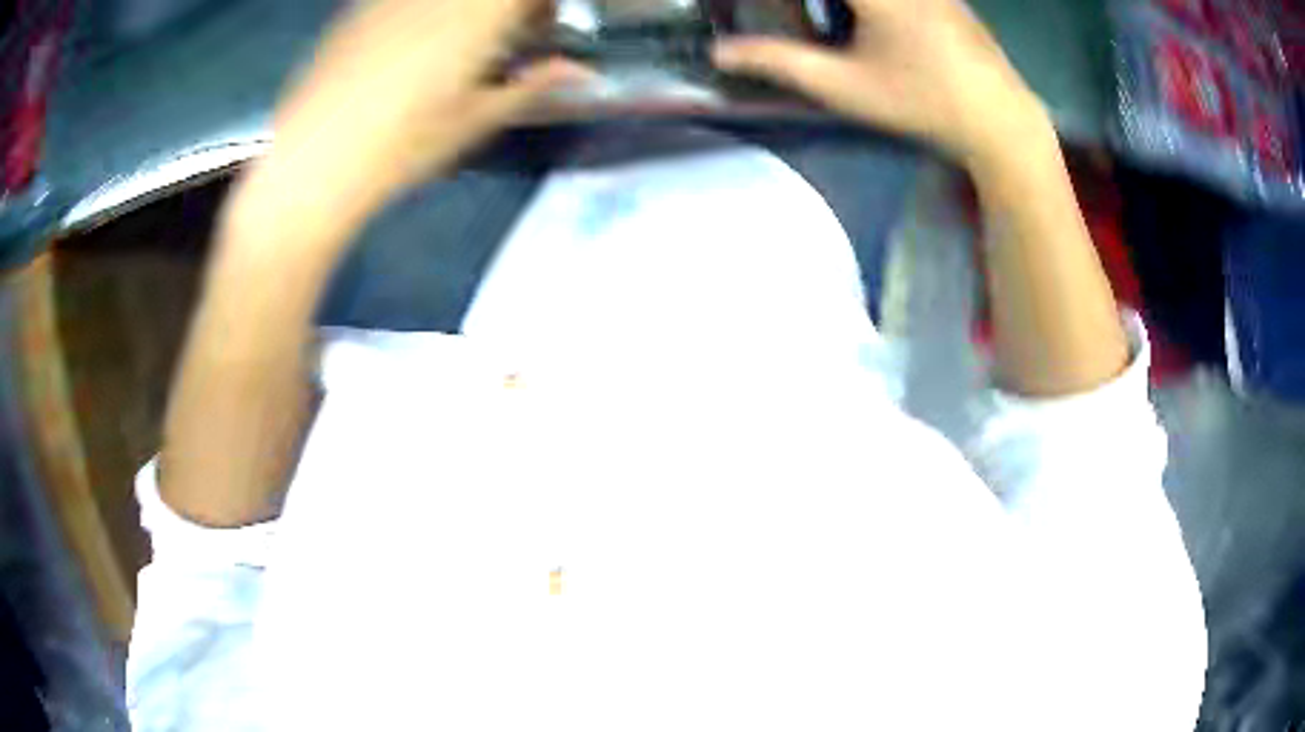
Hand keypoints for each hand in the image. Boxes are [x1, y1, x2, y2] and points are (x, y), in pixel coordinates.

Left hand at [245, 0, 584, 223]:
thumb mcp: (476, 121)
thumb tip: (580, 73)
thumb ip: (533, 85)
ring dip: (467, 10)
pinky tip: (410, 44)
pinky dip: (424, 12)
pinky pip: (404, 0)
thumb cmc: (402, 147)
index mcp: (479, 14)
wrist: (313, 161)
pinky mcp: (358, 7)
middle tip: (503, 37)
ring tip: (457, 42)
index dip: (542, 6)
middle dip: (508, 7)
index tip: (542, 28)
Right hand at [713, 0, 1046, 164]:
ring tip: (837, 33)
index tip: (772, 12)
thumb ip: (778, 62)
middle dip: (809, 5)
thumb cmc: (923, 103)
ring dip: (833, 6)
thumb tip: (721, 53)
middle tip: (802, 24)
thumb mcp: (845, 86)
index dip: (784, 0)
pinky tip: (874, 32)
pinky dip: (865, 7)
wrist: (1001, 120)